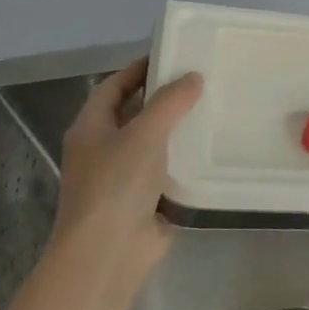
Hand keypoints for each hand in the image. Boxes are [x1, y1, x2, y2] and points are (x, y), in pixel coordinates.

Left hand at [51, 58, 202, 294]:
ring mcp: (125, 177)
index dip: (139, 69)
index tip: (173, 54)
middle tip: (204, 79)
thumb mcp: (144, 133)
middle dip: (165, 97)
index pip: (114, 87)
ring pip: (156, 143)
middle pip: (136, 113)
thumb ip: (170, 102)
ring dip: (181, 129)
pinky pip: (170, 171)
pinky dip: (189, 160)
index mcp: (91, 128)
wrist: (108, 255)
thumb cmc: (116, 185)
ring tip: (217, 107)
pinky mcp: (147, 200)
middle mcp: (105, 149)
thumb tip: (193, 77)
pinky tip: (216, 147)